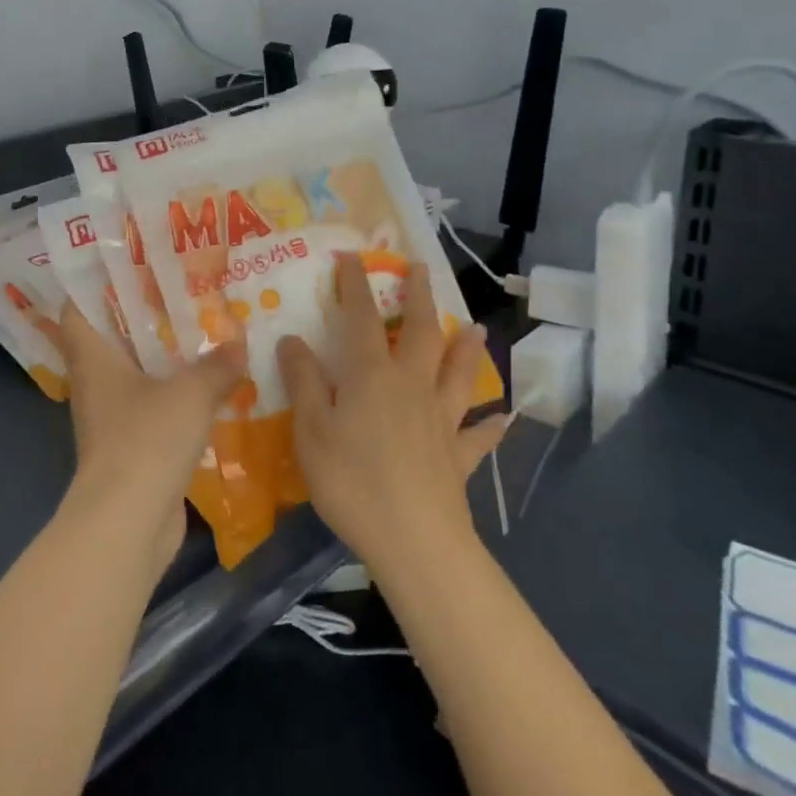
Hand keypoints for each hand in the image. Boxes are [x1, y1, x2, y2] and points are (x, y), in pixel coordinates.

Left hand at [57, 303, 246, 571]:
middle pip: (111, 338)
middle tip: (181, 293)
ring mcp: (111, 416)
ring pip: (134, 373)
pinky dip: (173, 394)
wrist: (128, 522)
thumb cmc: (146, 440)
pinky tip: (207, 386)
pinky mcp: (130, 446)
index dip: (95, 285)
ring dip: (163, 357)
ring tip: (201, 333)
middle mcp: (96, 382)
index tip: (128, 266)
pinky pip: (151, 406)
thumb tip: (237, 347)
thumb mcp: (190, 394)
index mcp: (94, 358)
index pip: (78, 309)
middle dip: (143, 316)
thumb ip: (216, 366)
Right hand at [279, 254, 508, 573]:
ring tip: (475, 328)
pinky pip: (478, 436)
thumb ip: (303, 381)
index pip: (361, 318)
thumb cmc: (351, 479)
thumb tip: (292, 338)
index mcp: (371, 375)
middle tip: (421, 270)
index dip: (355, 285)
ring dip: (466, 349)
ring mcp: (441, 420)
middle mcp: (411, 386)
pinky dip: (491, 426)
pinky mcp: (458, 456)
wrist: (413, 539)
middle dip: (419, 297)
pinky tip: (503, 420)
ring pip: (458, 374)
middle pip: (421, 332)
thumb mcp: (310, 429)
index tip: (353, 256)